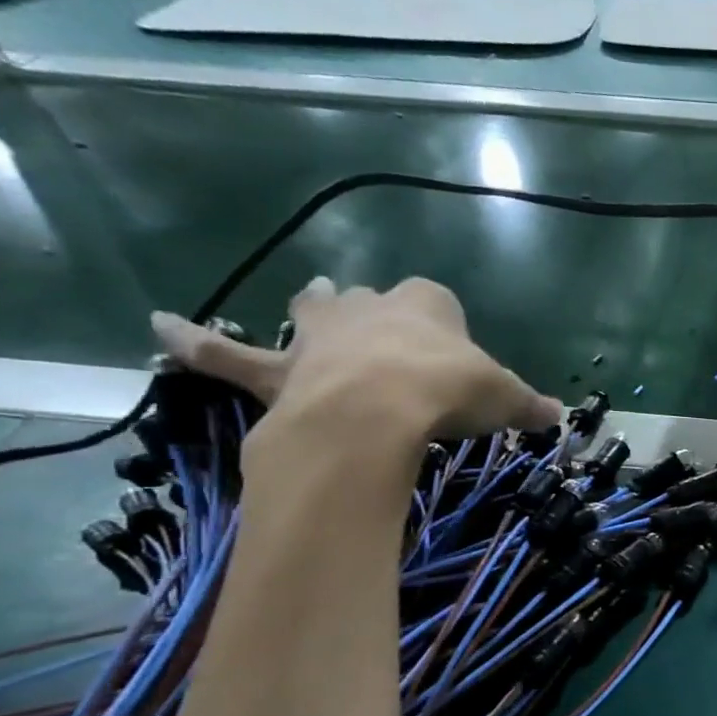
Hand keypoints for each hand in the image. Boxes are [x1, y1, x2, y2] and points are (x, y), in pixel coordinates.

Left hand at [150, 278, 559, 450]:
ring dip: (314, 309)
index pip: (439, 300)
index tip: (454, 351)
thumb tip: (561, 417)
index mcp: (428, 307)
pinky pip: (228, 353)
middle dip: (376, 308)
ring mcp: (321, 336)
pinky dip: (193, 340)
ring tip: (314, 302)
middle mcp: (371, 309)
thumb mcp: (504, 400)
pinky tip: (155, 324)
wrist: (377, 412)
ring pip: (312, 311)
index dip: (446, 323)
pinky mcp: (280, 370)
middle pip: (371, 298)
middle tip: (383, 326)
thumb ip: (528, 405)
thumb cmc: (448, 392)